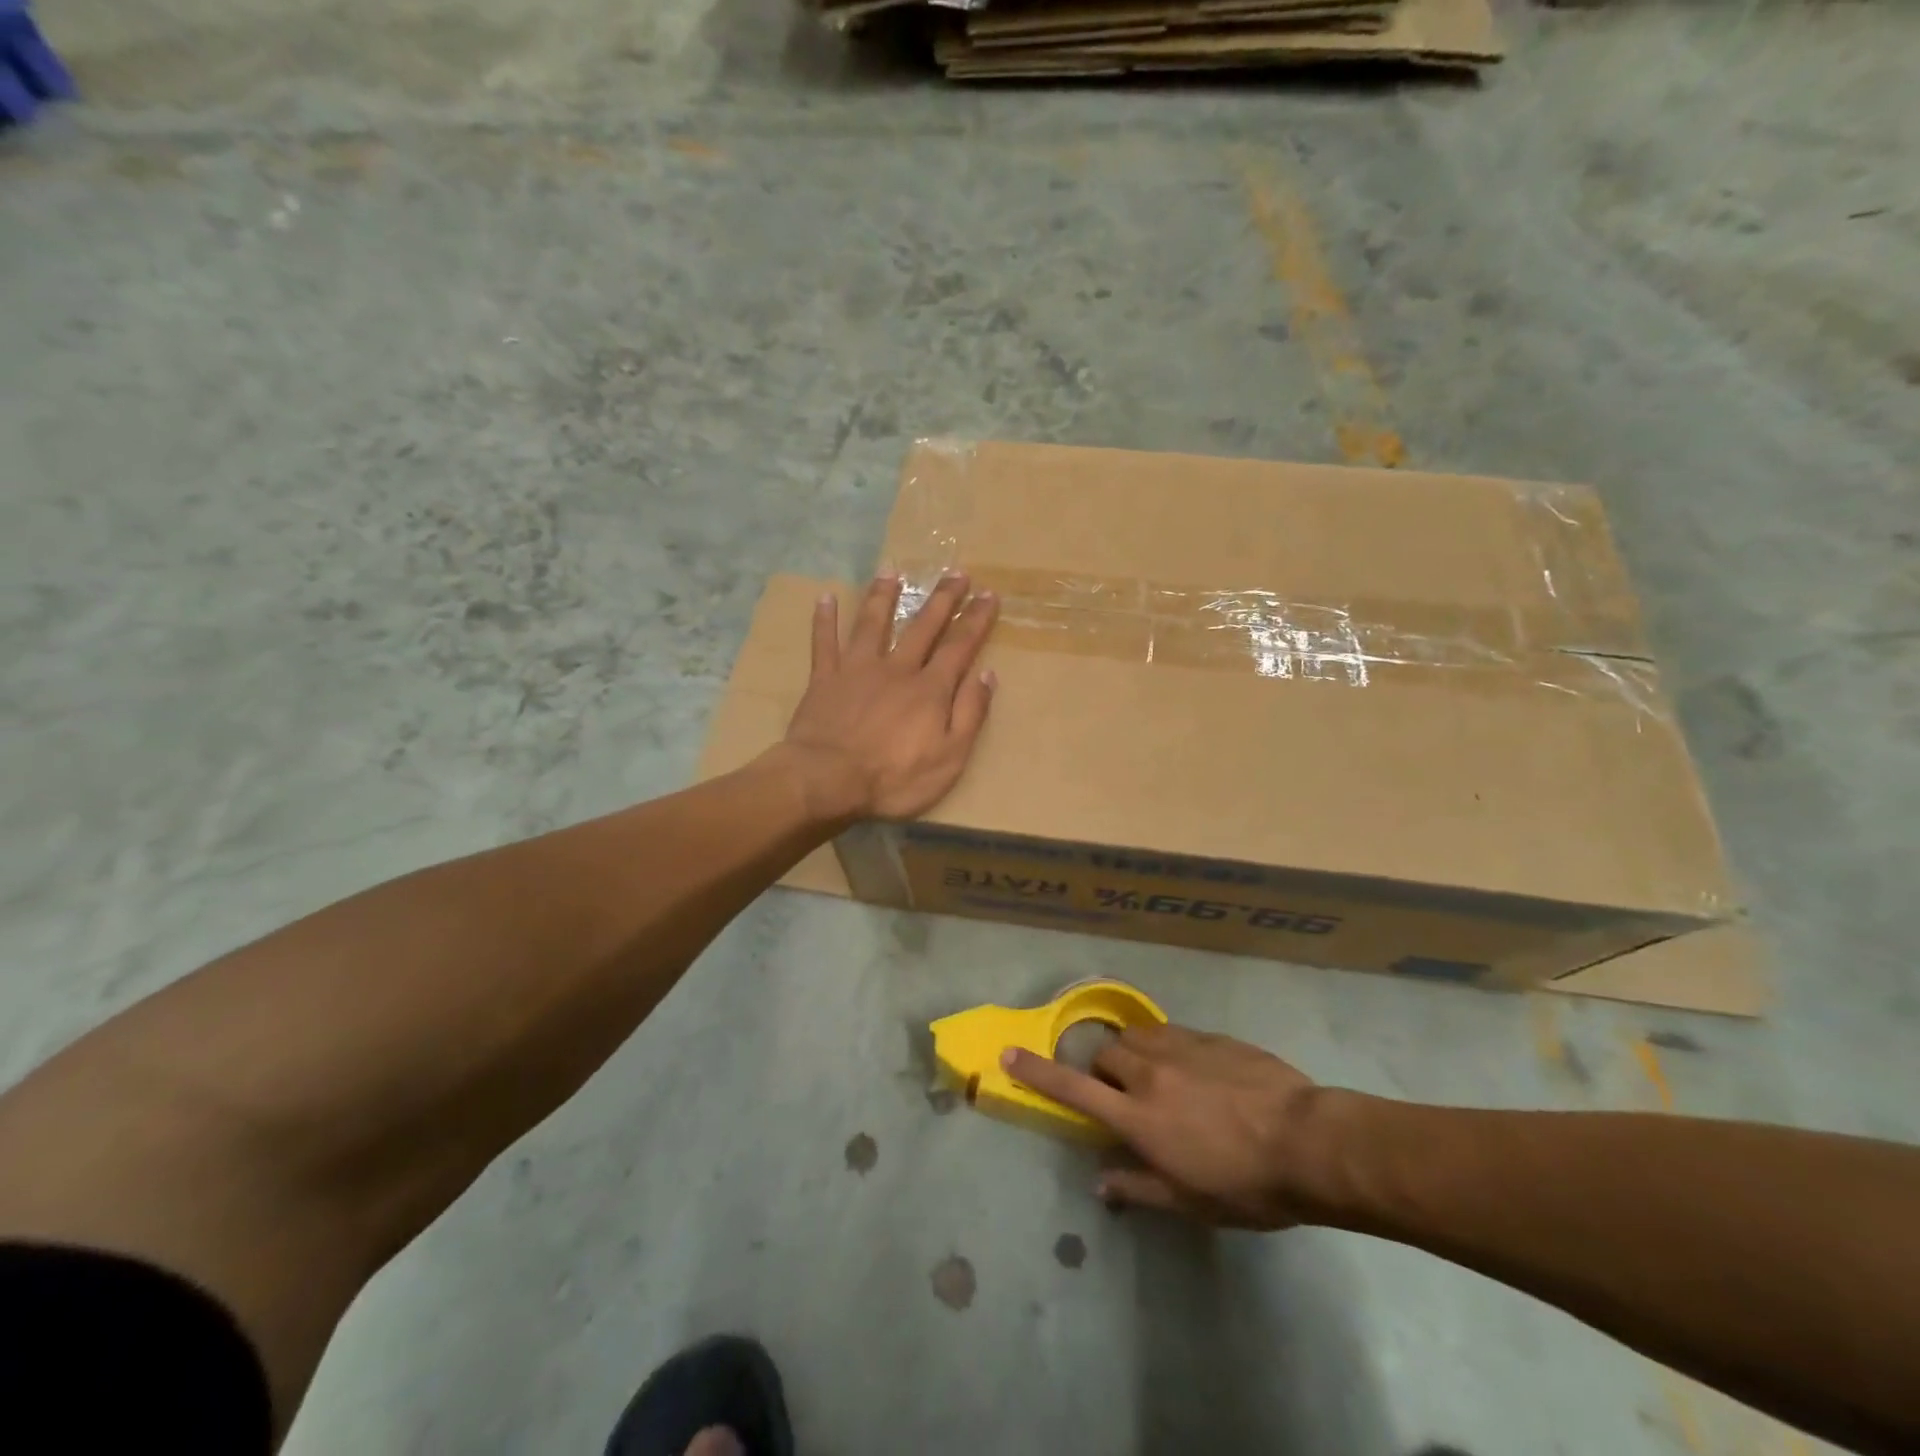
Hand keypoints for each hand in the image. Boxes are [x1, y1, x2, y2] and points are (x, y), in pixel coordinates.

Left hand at [777, 571, 997, 823]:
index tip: (989, 595)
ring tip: (892, 571)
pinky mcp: (824, 680)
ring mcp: (857, 670)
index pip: (960, 646)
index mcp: (930, 689)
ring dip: (884, 596)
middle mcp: (896, 669)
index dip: (976, 620)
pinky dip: (825, 620)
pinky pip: (824, 643)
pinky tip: (826, 597)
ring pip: (873, 624)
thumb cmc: (894, 778)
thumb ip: (970, 714)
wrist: (828, 781)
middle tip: (956, 572)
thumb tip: (987, 674)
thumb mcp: (950, 757)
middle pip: (922, 627)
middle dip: (942, 599)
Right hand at [1004, 1024, 1323, 1228]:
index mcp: (1138, 1117)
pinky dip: (1168, 1049)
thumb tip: (1099, 1182)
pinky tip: (1196, 1071)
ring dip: (1133, 1054)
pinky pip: (1173, 1034)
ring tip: (1156, 1077)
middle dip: (1102, 1071)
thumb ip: (1138, 1186)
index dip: (1036, 1071)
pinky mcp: (1210, 1037)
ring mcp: (1181, 1048)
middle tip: (1123, 1096)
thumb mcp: (1191, 1201)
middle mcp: (1150, 1073)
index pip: (1073, 1088)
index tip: (1008, 1054)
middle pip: (1104, 1054)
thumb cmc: (1246, 1184)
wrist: (1308, 1141)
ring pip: (1136, 1037)